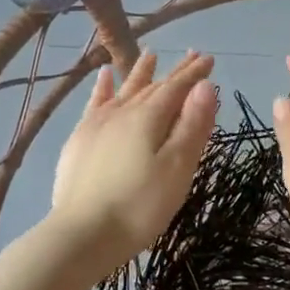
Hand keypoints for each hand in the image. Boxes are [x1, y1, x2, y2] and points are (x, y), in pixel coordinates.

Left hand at [50, 50, 217, 271]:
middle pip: (153, 86)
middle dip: (174, 72)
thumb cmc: (140, 206)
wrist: (82, 234)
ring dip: (140, 73)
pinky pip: (94, 103)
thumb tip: (205, 86)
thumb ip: (192, 126)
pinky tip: (104, 76)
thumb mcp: (177, 169)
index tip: (209, 58)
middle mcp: (122, 111)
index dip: (195, 73)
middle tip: (191, 56)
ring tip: (150, 55)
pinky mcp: (79, 139)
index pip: (177, 87)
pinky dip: (102, 87)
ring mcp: (97, 124)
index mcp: (149, 118)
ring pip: (124, 90)